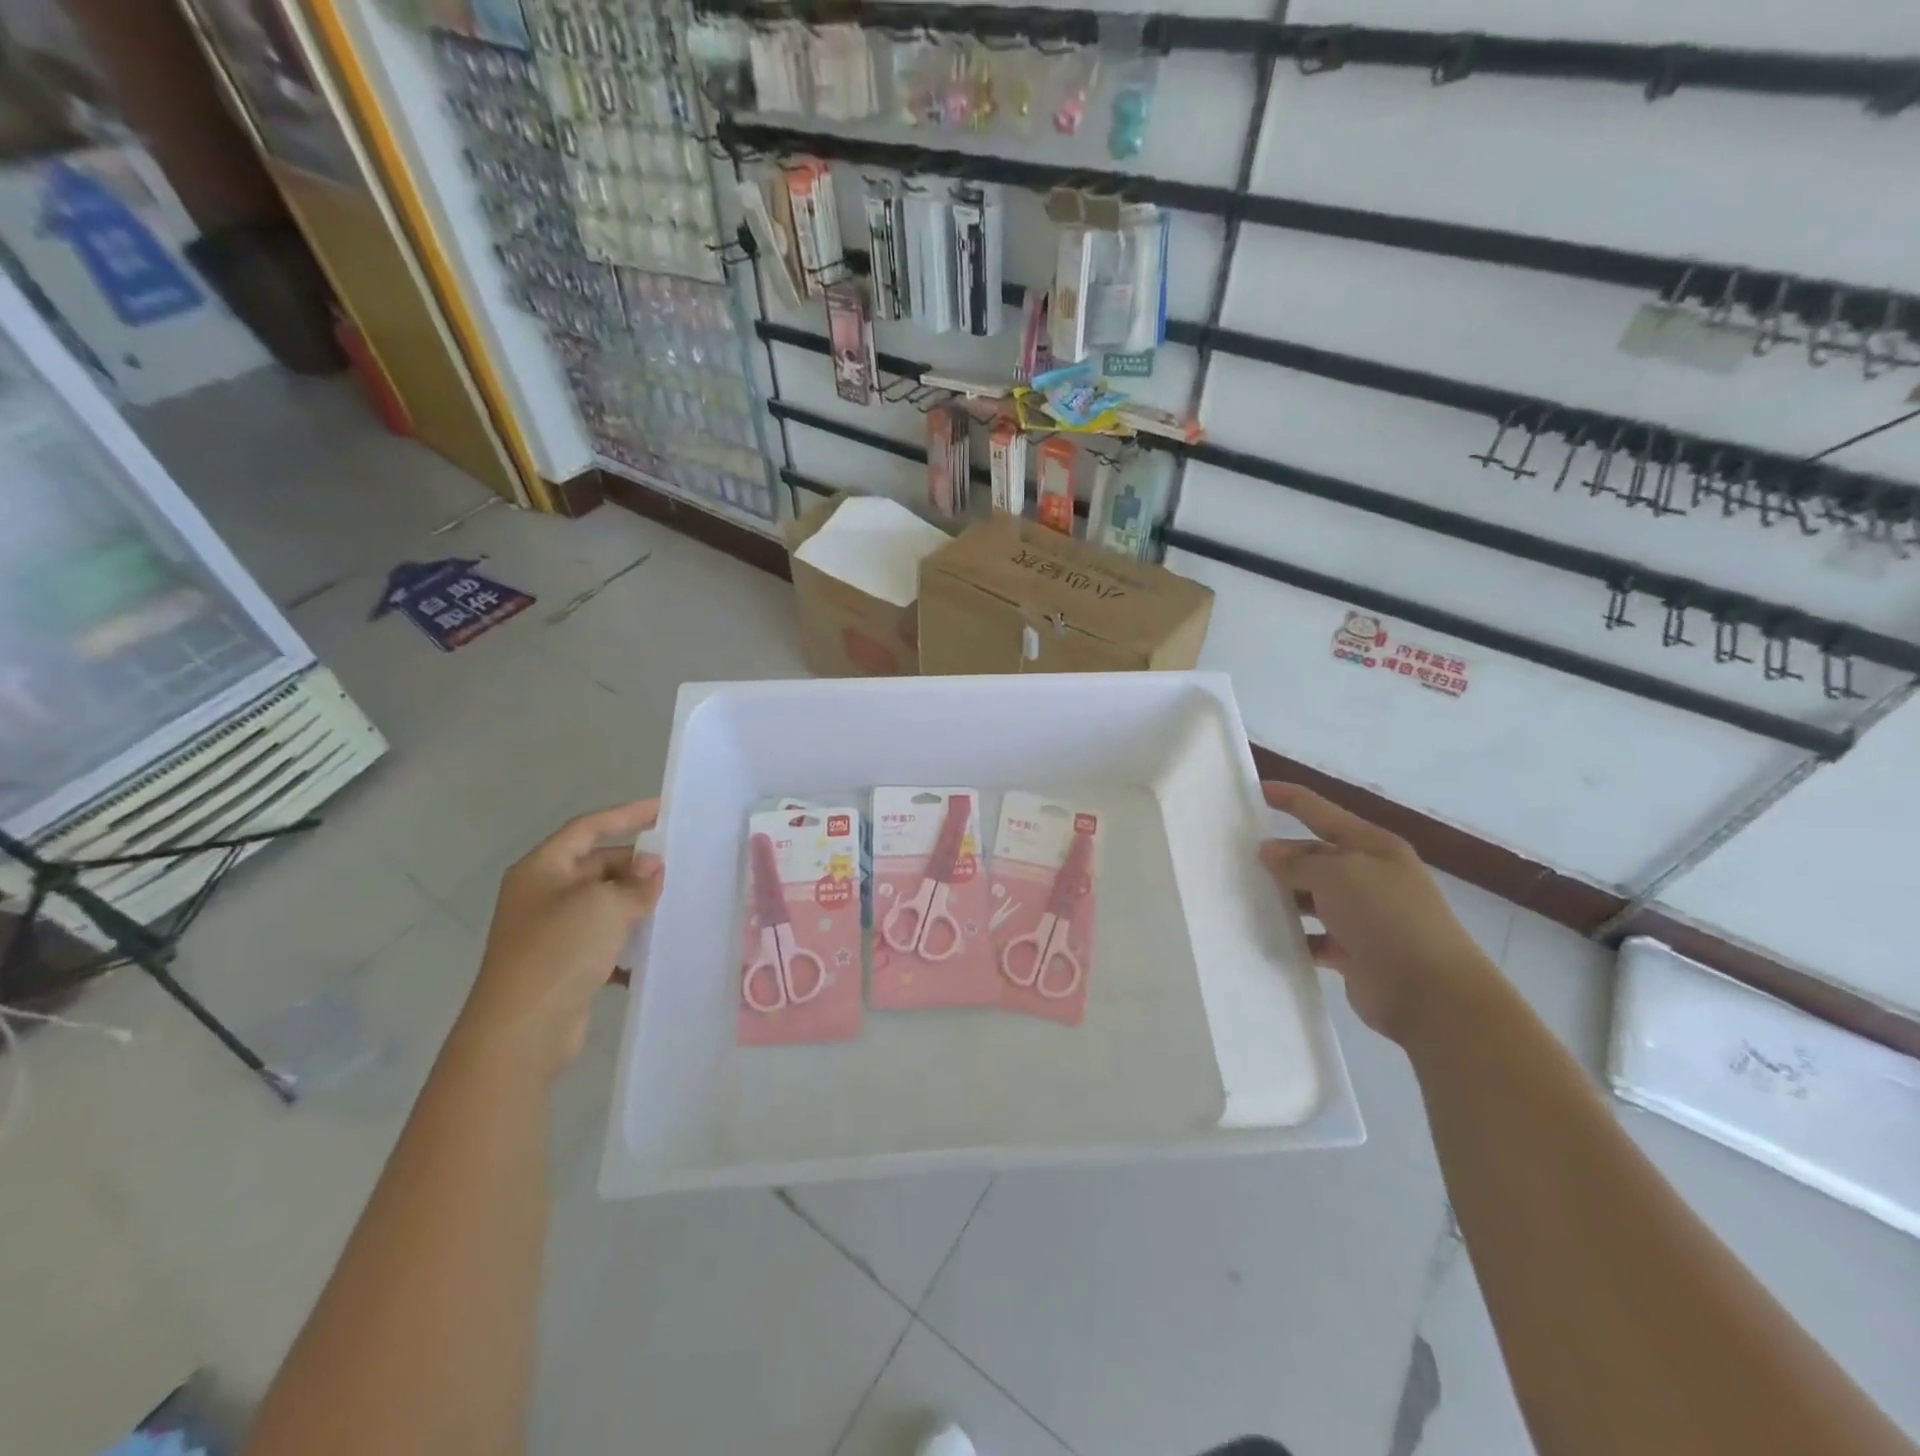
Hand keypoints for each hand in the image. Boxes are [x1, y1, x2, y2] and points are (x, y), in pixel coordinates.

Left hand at [457, 799, 664, 1081]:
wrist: (522, 1030)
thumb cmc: (559, 950)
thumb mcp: (605, 904)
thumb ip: (635, 882)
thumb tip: (652, 868)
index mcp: (542, 869)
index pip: (588, 827)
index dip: (626, 815)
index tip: (663, 810)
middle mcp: (542, 894)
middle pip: (596, 865)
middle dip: (635, 865)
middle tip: (676, 868)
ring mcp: (550, 932)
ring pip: (602, 904)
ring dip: (635, 903)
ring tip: (673, 903)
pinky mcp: (562, 965)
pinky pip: (602, 941)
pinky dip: (626, 941)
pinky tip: (653, 949)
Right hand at [1259, 782, 1495, 1043]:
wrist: (1432, 994)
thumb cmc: (1386, 917)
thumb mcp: (1338, 875)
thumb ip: (1299, 862)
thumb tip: (1271, 852)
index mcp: (1372, 846)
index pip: (1321, 811)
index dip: (1289, 799)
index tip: (1253, 791)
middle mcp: (1369, 876)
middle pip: (1314, 855)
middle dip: (1280, 856)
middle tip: (1236, 860)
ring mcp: (1364, 916)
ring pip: (1311, 897)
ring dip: (1283, 898)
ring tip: (1244, 899)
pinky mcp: (1356, 952)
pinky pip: (1315, 937)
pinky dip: (1295, 937)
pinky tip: (1268, 938)